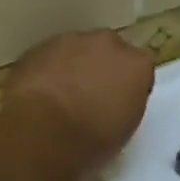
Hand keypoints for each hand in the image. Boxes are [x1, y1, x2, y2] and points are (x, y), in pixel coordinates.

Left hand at [2, 30, 154, 172]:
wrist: (41, 131)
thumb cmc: (92, 139)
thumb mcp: (125, 129)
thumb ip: (125, 103)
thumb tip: (115, 100)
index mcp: (137, 64)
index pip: (141, 69)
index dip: (129, 86)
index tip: (120, 103)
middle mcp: (108, 44)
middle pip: (109, 52)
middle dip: (102, 69)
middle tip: (91, 97)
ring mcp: (70, 41)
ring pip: (77, 51)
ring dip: (73, 68)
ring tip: (61, 98)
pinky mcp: (38, 47)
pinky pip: (49, 58)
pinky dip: (47, 71)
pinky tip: (39, 96)